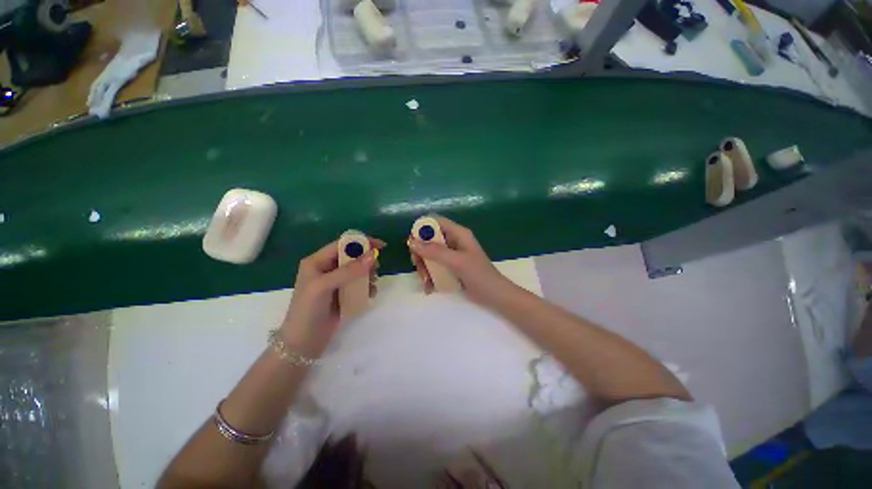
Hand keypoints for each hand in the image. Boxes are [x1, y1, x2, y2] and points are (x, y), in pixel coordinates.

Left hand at [281, 237, 383, 355]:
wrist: (303, 343)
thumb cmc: (308, 310)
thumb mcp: (324, 286)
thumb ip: (348, 270)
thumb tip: (373, 255)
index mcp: (317, 261)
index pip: (342, 244)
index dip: (362, 242)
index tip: (381, 246)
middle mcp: (327, 269)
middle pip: (353, 256)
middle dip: (367, 260)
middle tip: (376, 268)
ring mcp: (336, 282)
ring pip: (358, 270)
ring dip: (369, 274)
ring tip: (372, 283)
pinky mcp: (343, 294)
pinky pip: (360, 284)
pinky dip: (367, 286)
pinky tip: (370, 294)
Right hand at [408, 216, 514, 306]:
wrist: (494, 295)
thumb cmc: (479, 275)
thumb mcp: (457, 262)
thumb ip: (435, 252)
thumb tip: (412, 242)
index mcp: (458, 233)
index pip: (435, 222)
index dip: (422, 229)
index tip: (412, 243)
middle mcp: (453, 241)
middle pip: (429, 240)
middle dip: (421, 253)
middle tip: (418, 265)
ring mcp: (451, 255)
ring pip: (429, 255)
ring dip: (424, 268)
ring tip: (426, 282)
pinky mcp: (450, 267)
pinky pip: (434, 267)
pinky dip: (430, 276)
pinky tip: (430, 288)